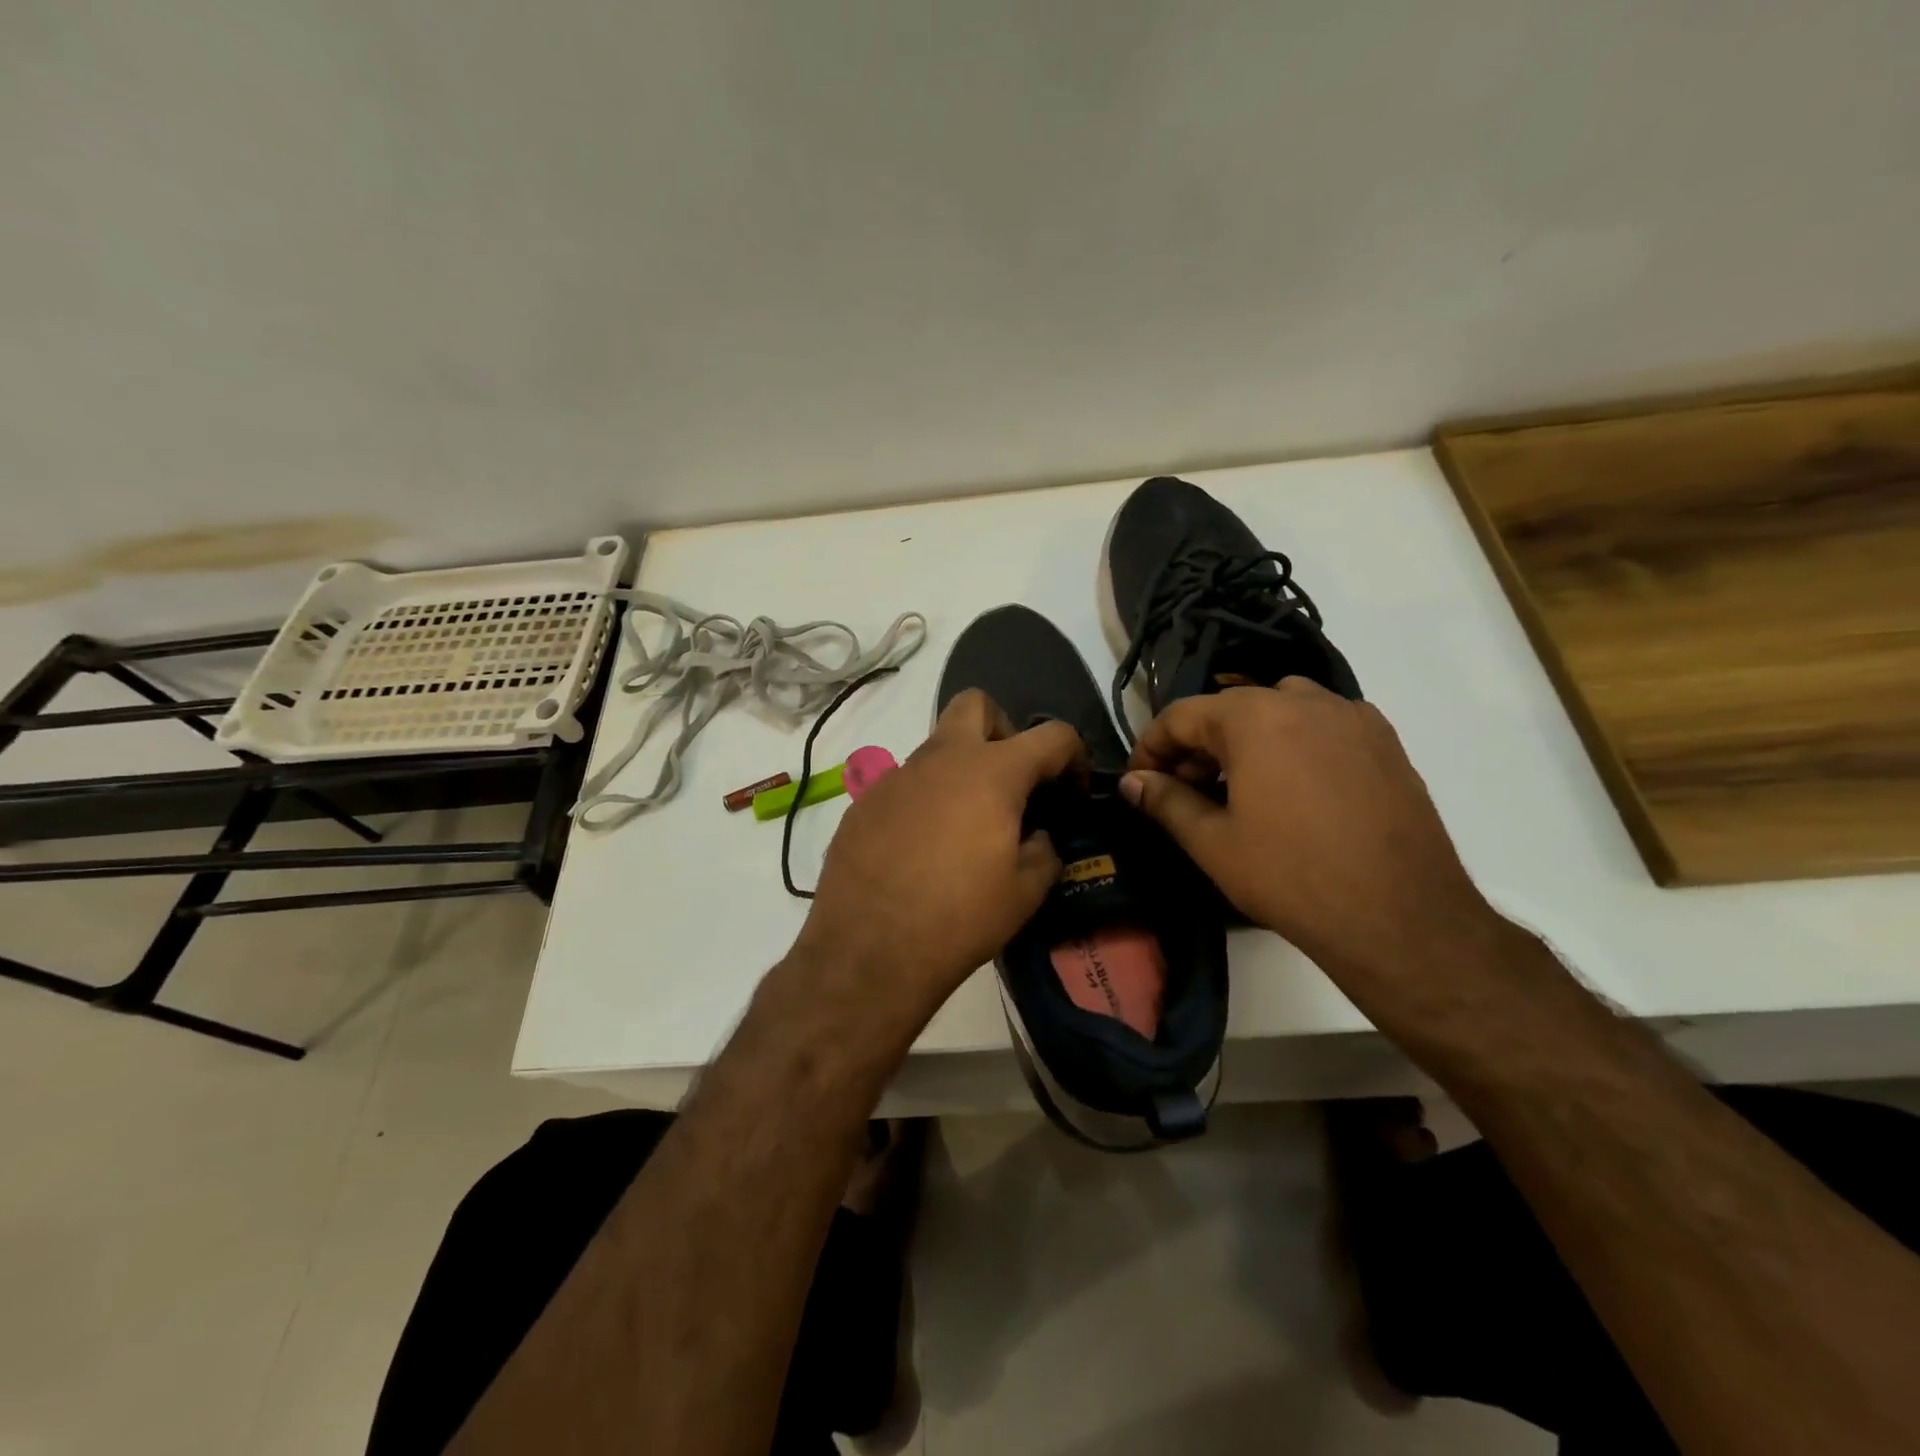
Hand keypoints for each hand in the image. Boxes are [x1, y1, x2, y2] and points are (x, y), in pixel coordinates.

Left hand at [788, 689, 1082, 1044]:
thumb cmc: (959, 919)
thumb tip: (1037, 836)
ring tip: (965, 828)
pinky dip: (924, 802)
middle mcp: (941, 758)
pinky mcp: (864, 802)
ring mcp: (896, 776)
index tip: (1073, 791)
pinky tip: (921, 849)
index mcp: (992, 772)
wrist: (868, 950)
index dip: (1074, 756)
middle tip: (1010, 780)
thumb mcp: (1025, 892)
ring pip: (937, 748)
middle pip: (976, 704)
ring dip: (960, 771)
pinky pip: (905, 785)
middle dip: (1003, 729)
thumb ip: (1044, 851)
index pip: (1052, 735)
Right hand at [1119, 680, 1503, 995]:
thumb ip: (1165, 801)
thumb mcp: (1212, 841)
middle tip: (1182, 792)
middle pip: (1230, 709)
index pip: (1181, 716)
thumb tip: (1134, 782)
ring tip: (1237, 788)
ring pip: (1278, 710)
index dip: (1151, 747)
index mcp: (1255, 716)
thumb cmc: (1291, 876)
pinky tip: (1292, 789)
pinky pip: (1321, 726)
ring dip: (1245, 741)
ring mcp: (1351, 717)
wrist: (1400, 917)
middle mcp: (1304, 700)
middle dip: (1197, 746)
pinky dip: (1293, 744)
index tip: (1139, 781)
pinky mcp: (1385, 741)